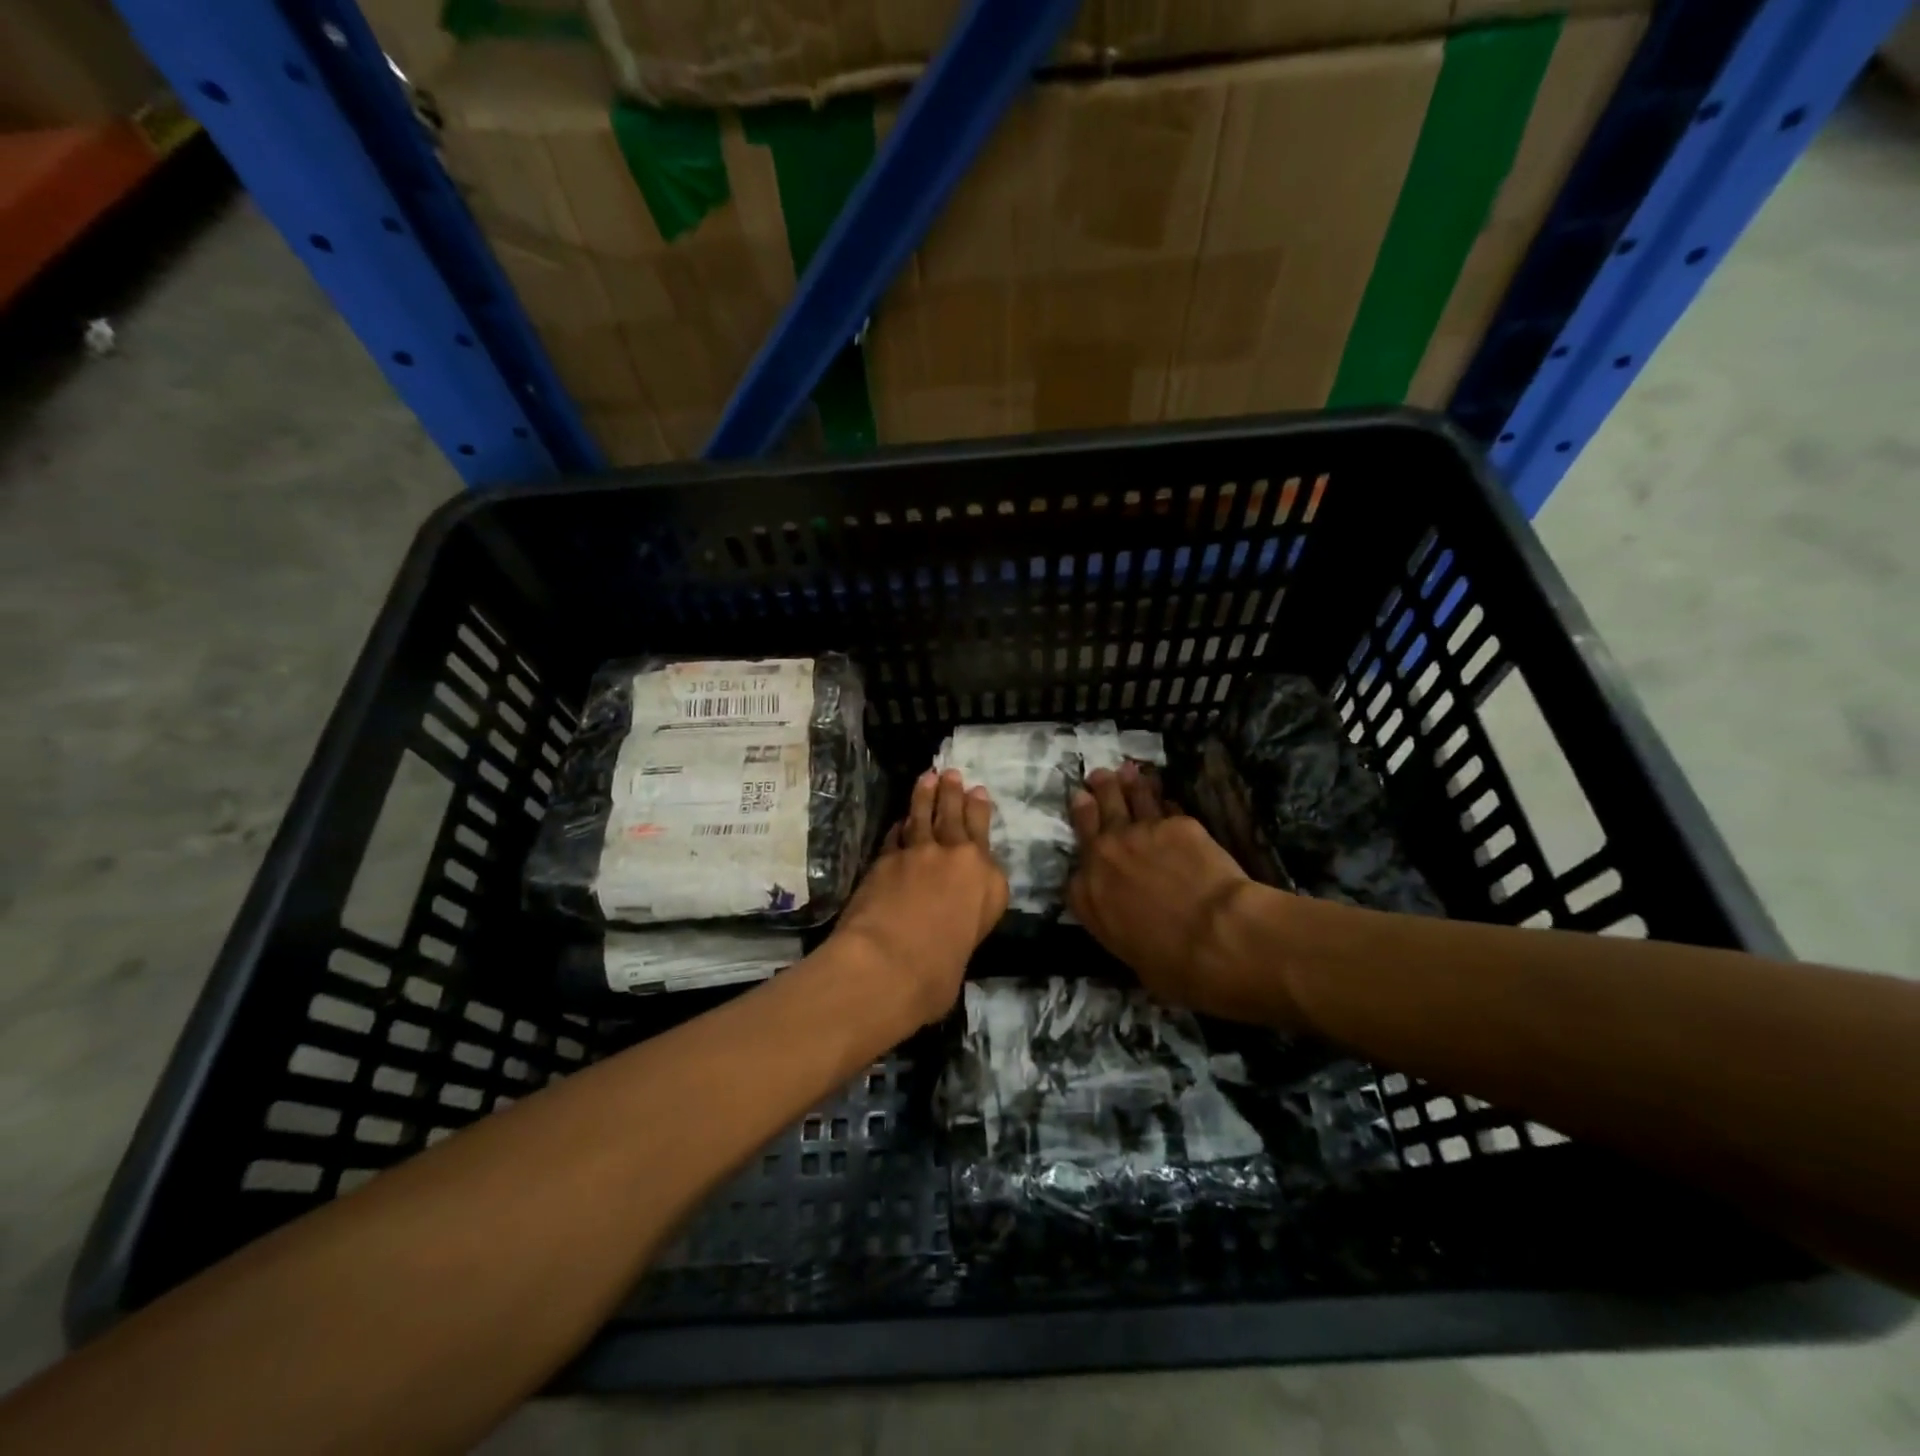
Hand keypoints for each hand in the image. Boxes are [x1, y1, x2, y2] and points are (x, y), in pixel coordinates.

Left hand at [831, 770, 1007, 1026]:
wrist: (891, 962)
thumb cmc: (939, 972)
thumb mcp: (970, 945)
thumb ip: (967, 918)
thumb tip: (953, 917)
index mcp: (988, 882)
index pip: (984, 838)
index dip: (979, 812)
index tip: (978, 792)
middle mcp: (958, 859)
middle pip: (956, 818)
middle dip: (955, 794)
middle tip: (953, 774)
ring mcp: (919, 854)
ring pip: (924, 816)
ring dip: (926, 795)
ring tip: (928, 777)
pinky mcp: (886, 858)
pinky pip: (896, 834)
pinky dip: (900, 825)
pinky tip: (900, 819)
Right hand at [1066, 764, 1279, 1021]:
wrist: (1216, 936)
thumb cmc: (1175, 967)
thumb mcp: (1134, 958)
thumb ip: (1125, 931)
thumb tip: (1139, 931)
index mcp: (1088, 896)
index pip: (1076, 871)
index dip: (1083, 853)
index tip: (1088, 842)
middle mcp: (1104, 856)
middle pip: (1093, 818)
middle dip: (1093, 798)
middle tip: (1095, 780)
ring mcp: (1138, 833)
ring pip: (1126, 799)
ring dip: (1123, 783)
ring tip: (1124, 770)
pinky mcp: (1174, 823)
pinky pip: (1164, 806)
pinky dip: (1162, 798)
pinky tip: (1164, 792)